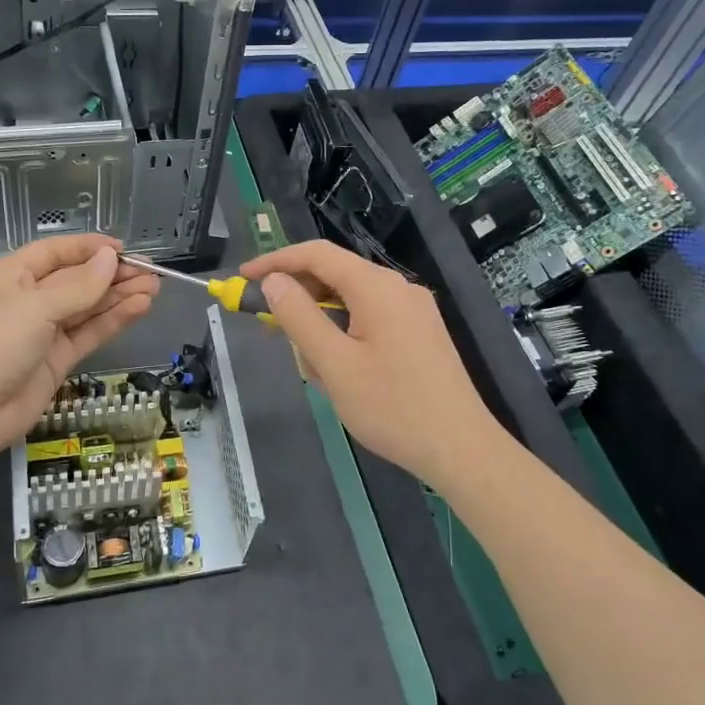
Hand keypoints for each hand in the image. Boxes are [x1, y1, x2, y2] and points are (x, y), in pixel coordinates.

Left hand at [0, 234, 157, 466]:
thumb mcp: (34, 307)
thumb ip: (78, 286)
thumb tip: (110, 258)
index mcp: (10, 276)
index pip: (55, 253)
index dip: (89, 248)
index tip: (124, 249)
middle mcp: (27, 301)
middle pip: (75, 281)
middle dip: (112, 275)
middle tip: (152, 272)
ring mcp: (41, 333)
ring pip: (86, 308)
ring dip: (118, 297)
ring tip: (154, 288)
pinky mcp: (55, 362)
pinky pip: (87, 335)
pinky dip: (112, 322)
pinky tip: (139, 309)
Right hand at [240, 240, 501, 494]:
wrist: (461, 449)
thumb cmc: (392, 407)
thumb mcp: (334, 365)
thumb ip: (299, 317)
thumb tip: (274, 281)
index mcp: (377, 287)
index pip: (317, 254)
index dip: (276, 261)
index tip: (243, 277)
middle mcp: (398, 288)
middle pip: (335, 276)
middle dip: (300, 301)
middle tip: (270, 329)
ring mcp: (414, 310)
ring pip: (351, 303)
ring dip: (324, 328)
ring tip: (317, 373)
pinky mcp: (421, 333)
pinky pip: (371, 320)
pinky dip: (346, 336)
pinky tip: (343, 374)